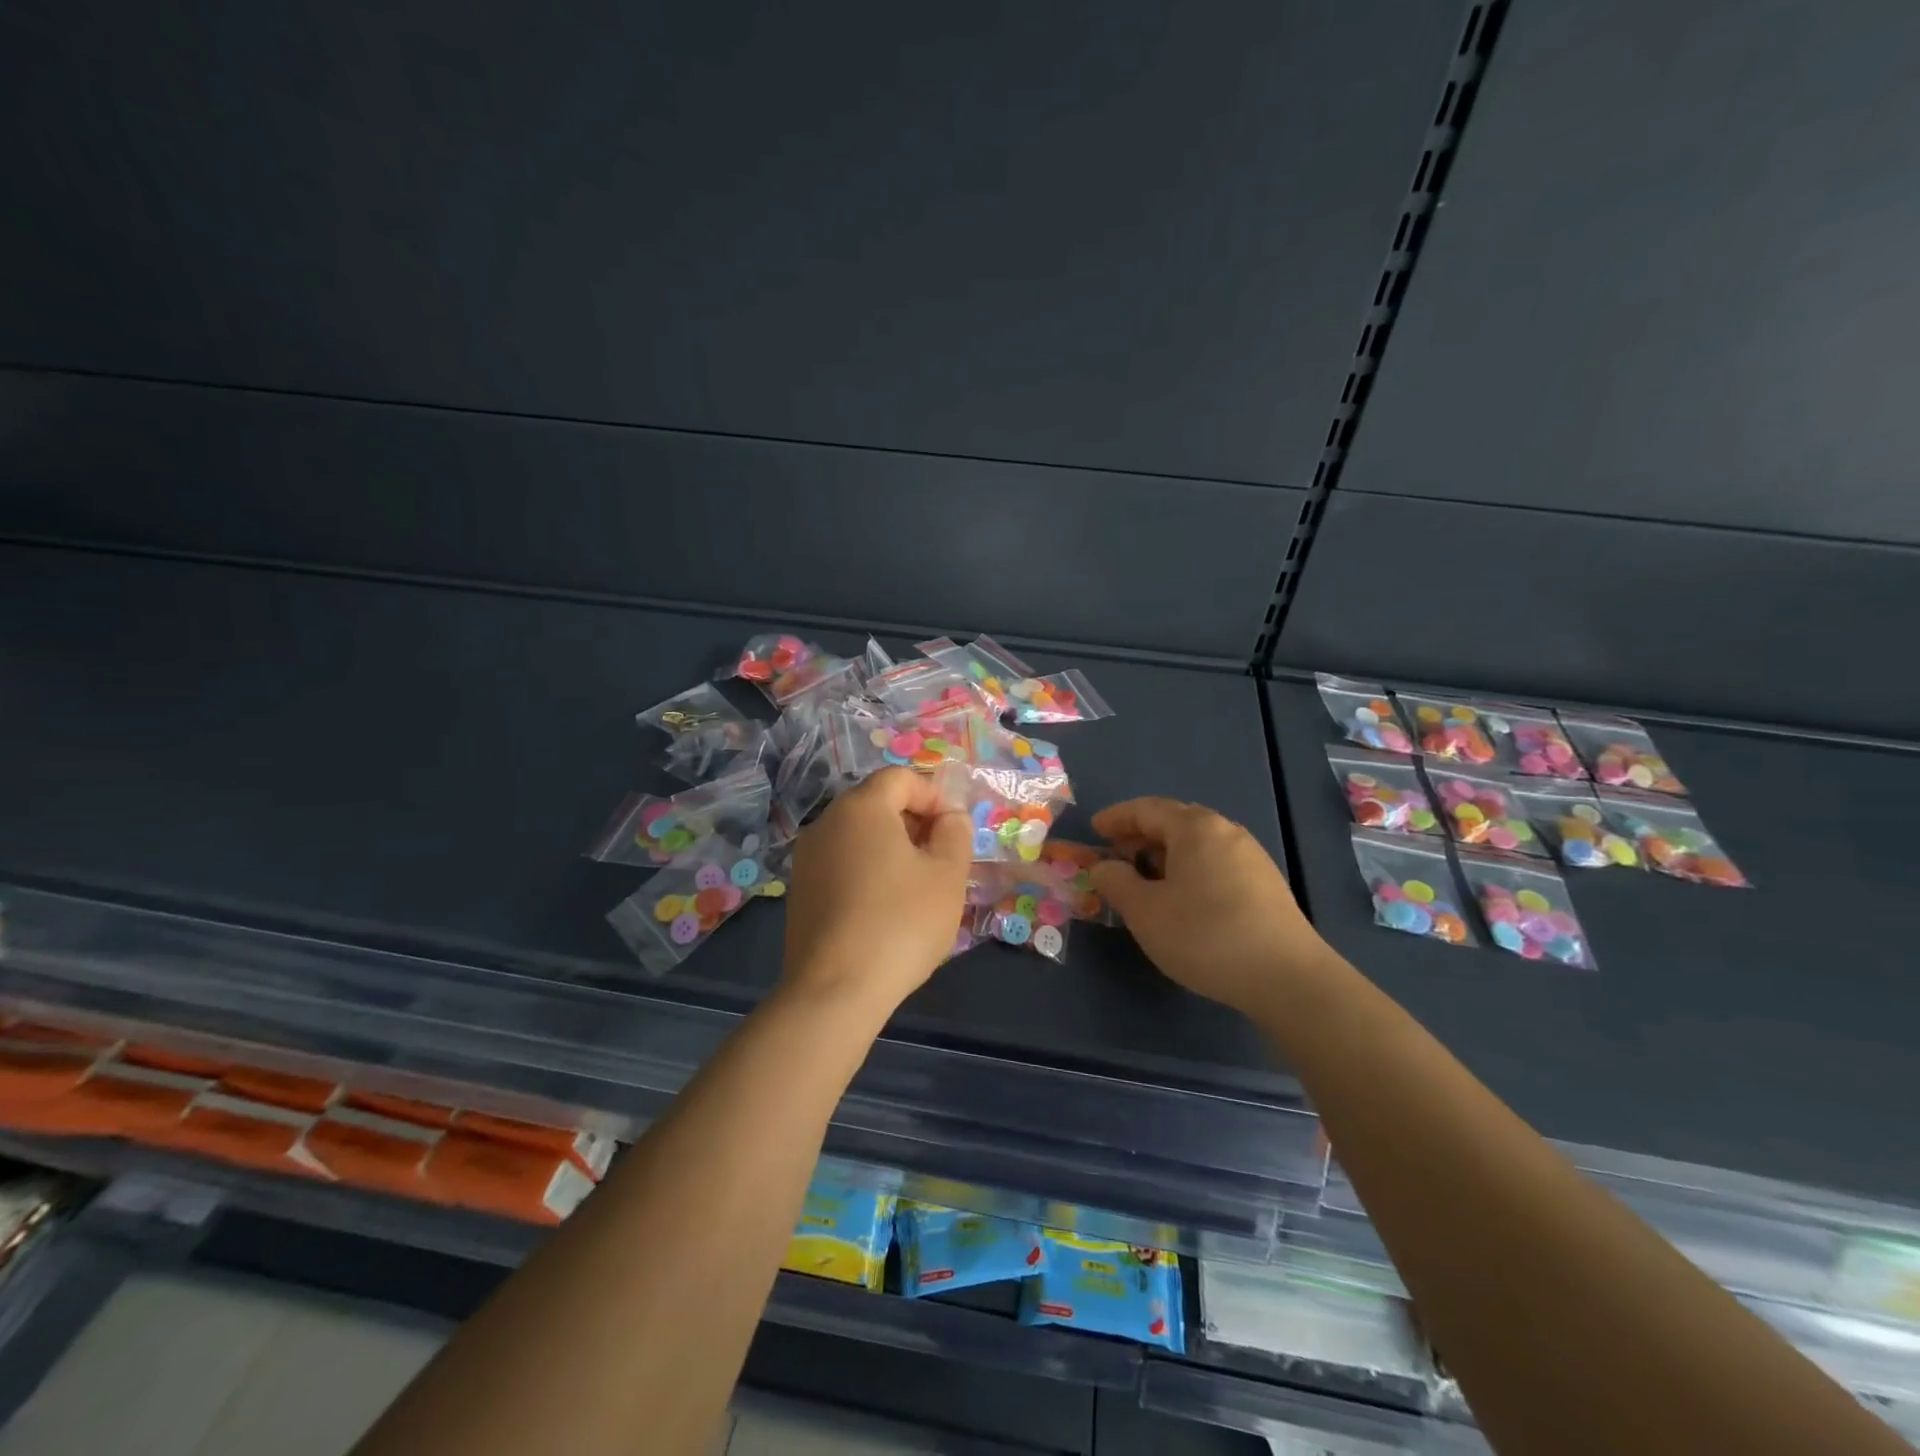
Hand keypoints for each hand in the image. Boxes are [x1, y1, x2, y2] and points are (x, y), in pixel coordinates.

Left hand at [783, 768, 971, 1013]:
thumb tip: (949, 818)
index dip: (934, 796)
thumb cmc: (900, 923)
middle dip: (913, 822)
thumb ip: (955, 834)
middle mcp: (826, 822)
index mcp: (861, 807)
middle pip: (876, 804)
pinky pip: (841, 864)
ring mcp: (806, 858)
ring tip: (916, 887)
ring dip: (891, 848)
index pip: (900, 778)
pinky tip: (884, 910)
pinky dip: (867, 871)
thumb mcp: (947, 875)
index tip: (954, 832)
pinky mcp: (799, 891)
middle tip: (940, 859)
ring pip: (858, 836)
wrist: (835, 990)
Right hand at [1088, 798, 1325, 1016]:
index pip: (1146, 809)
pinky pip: (1216, 863)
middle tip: (1116, 853)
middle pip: (1175, 821)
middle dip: (1141, 834)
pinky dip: (1189, 869)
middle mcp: (1226, 832)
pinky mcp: (1266, 885)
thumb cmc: (1205, 935)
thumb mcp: (1145, 912)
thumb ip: (1116, 883)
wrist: (1287, 978)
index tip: (1094, 829)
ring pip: (1198, 844)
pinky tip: (1183, 898)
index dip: (1116, 818)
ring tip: (1145, 878)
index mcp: (1194, 828)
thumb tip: (1104, 866)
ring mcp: (1251, 858)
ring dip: (1165, 854)